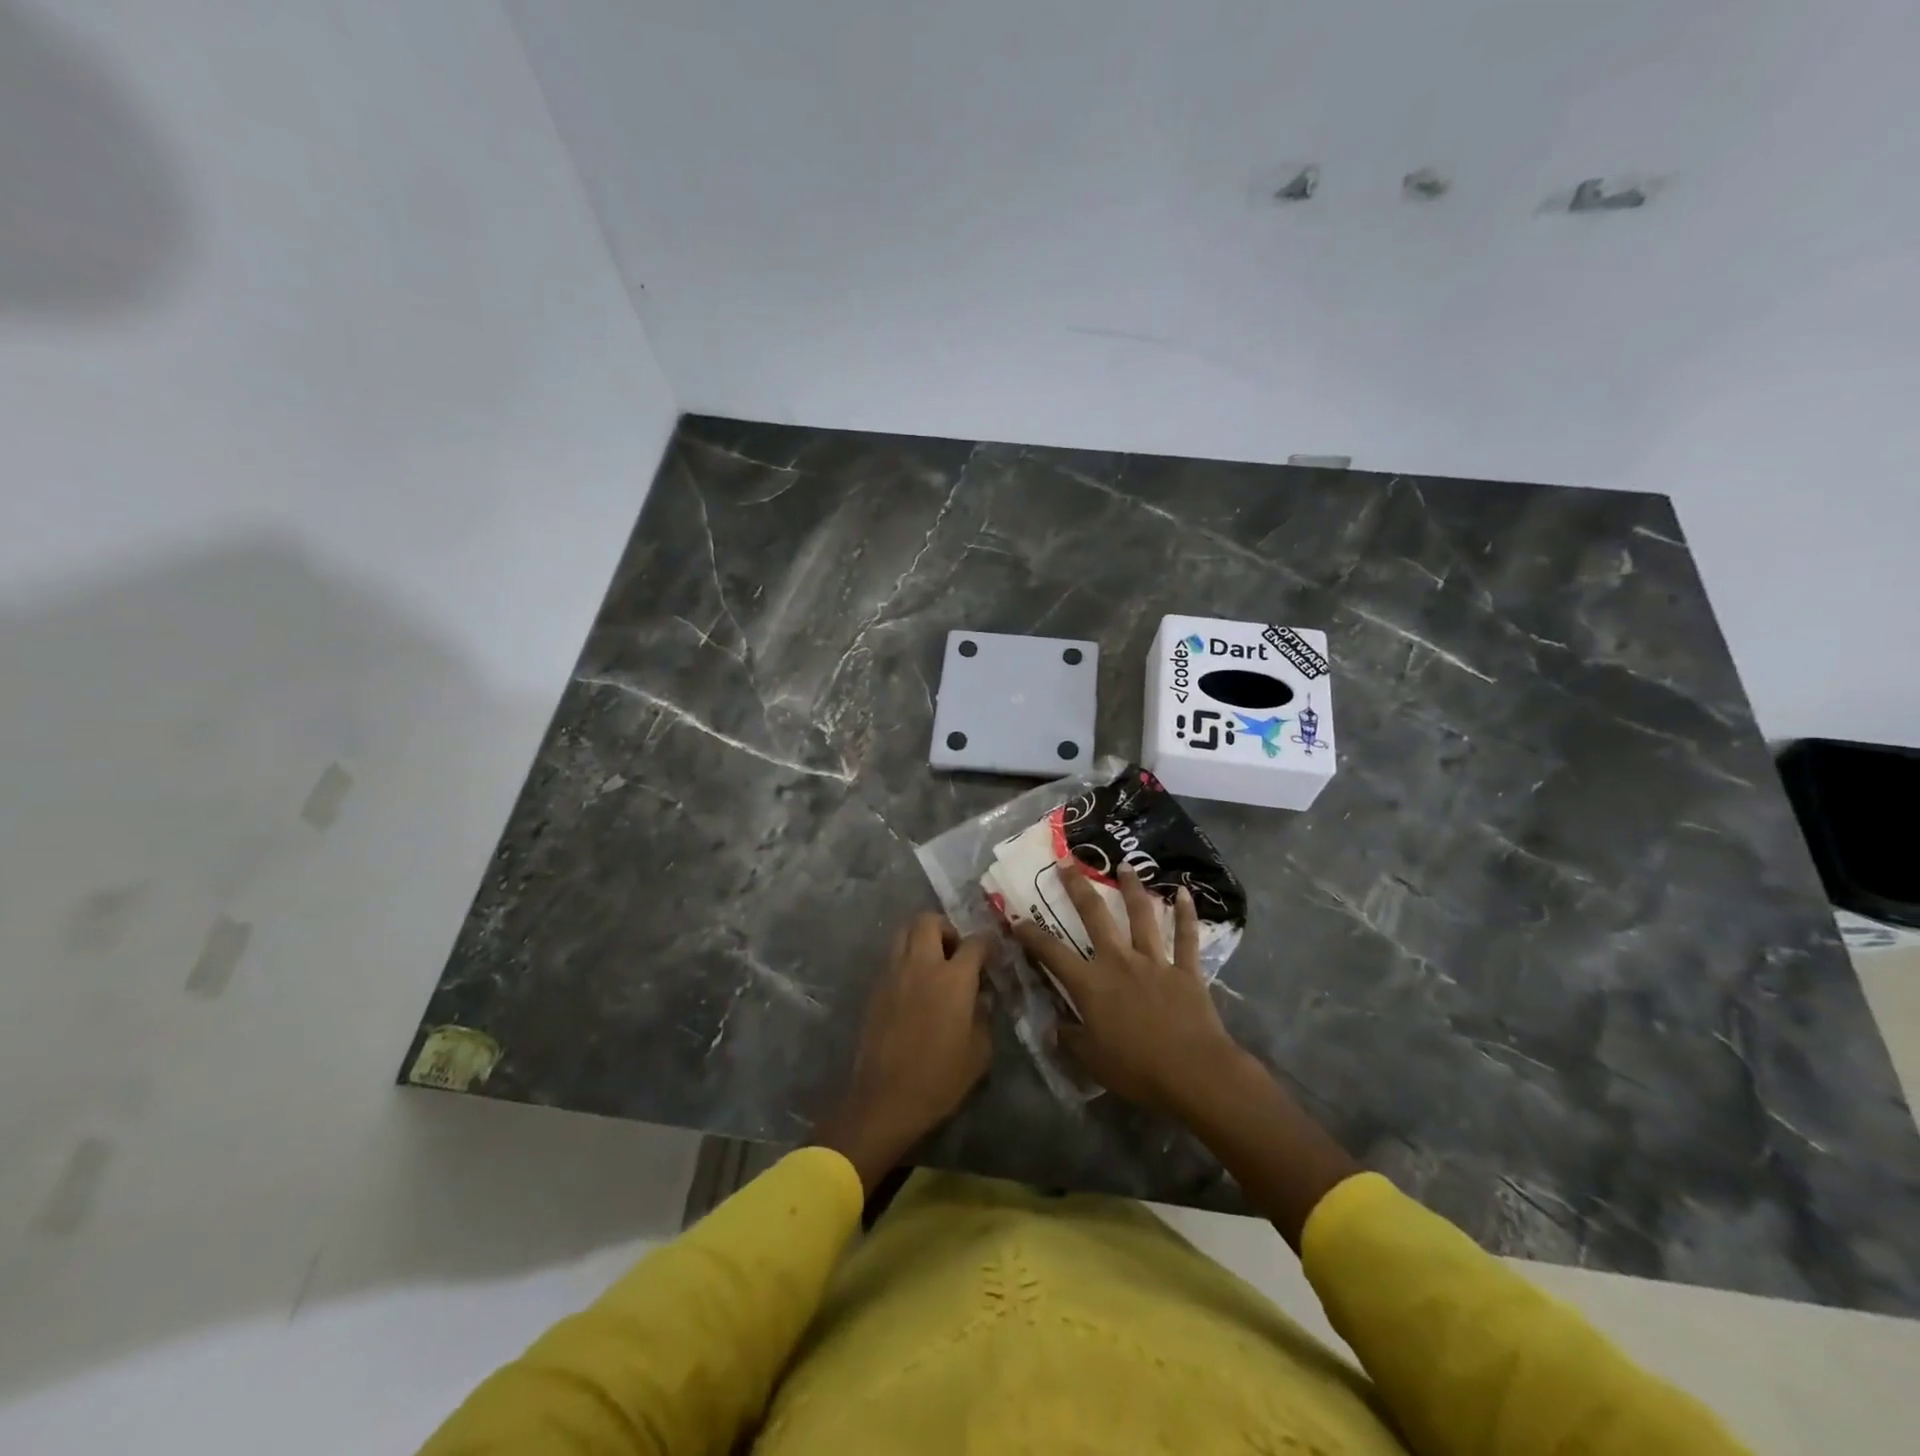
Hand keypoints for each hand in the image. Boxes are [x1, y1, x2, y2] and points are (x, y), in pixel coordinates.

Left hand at [813, 913, 991, 1193]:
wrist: (885, 1099)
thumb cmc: (940, 1079)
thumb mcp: (979, 1052)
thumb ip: (984, 1015)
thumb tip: (982, 996)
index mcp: (954, 978)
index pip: (975, 942)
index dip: (987, 944)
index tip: (993, 954)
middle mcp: (922, 965)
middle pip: (929, 921)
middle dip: (947, 928)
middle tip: (956, 951)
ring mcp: (894, 973)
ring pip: (904, 932)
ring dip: (921, 937)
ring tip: (934, 962)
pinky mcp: (876, 988)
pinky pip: (892, 957)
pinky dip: (906, 958)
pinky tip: (915, 985)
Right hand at [1013, 858, 1243, 1118]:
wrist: (1193, 1072)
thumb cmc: (1137, 1069)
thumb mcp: (1092, 1060)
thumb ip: (1070, 1039)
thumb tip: (1053, 1027)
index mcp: (1091, 984)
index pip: (1052, 954)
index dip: (1031, 935)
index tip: (1016, 918)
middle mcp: (1119, 962)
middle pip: (1095, 916)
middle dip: (1078, 887)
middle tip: (1067, 862)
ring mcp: (1154, 961)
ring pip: (1141, 916)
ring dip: (1132, 888)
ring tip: (1125, 865)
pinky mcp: (1186, 970)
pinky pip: (1187, 937)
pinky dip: (1187, 915)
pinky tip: (1186, 893)